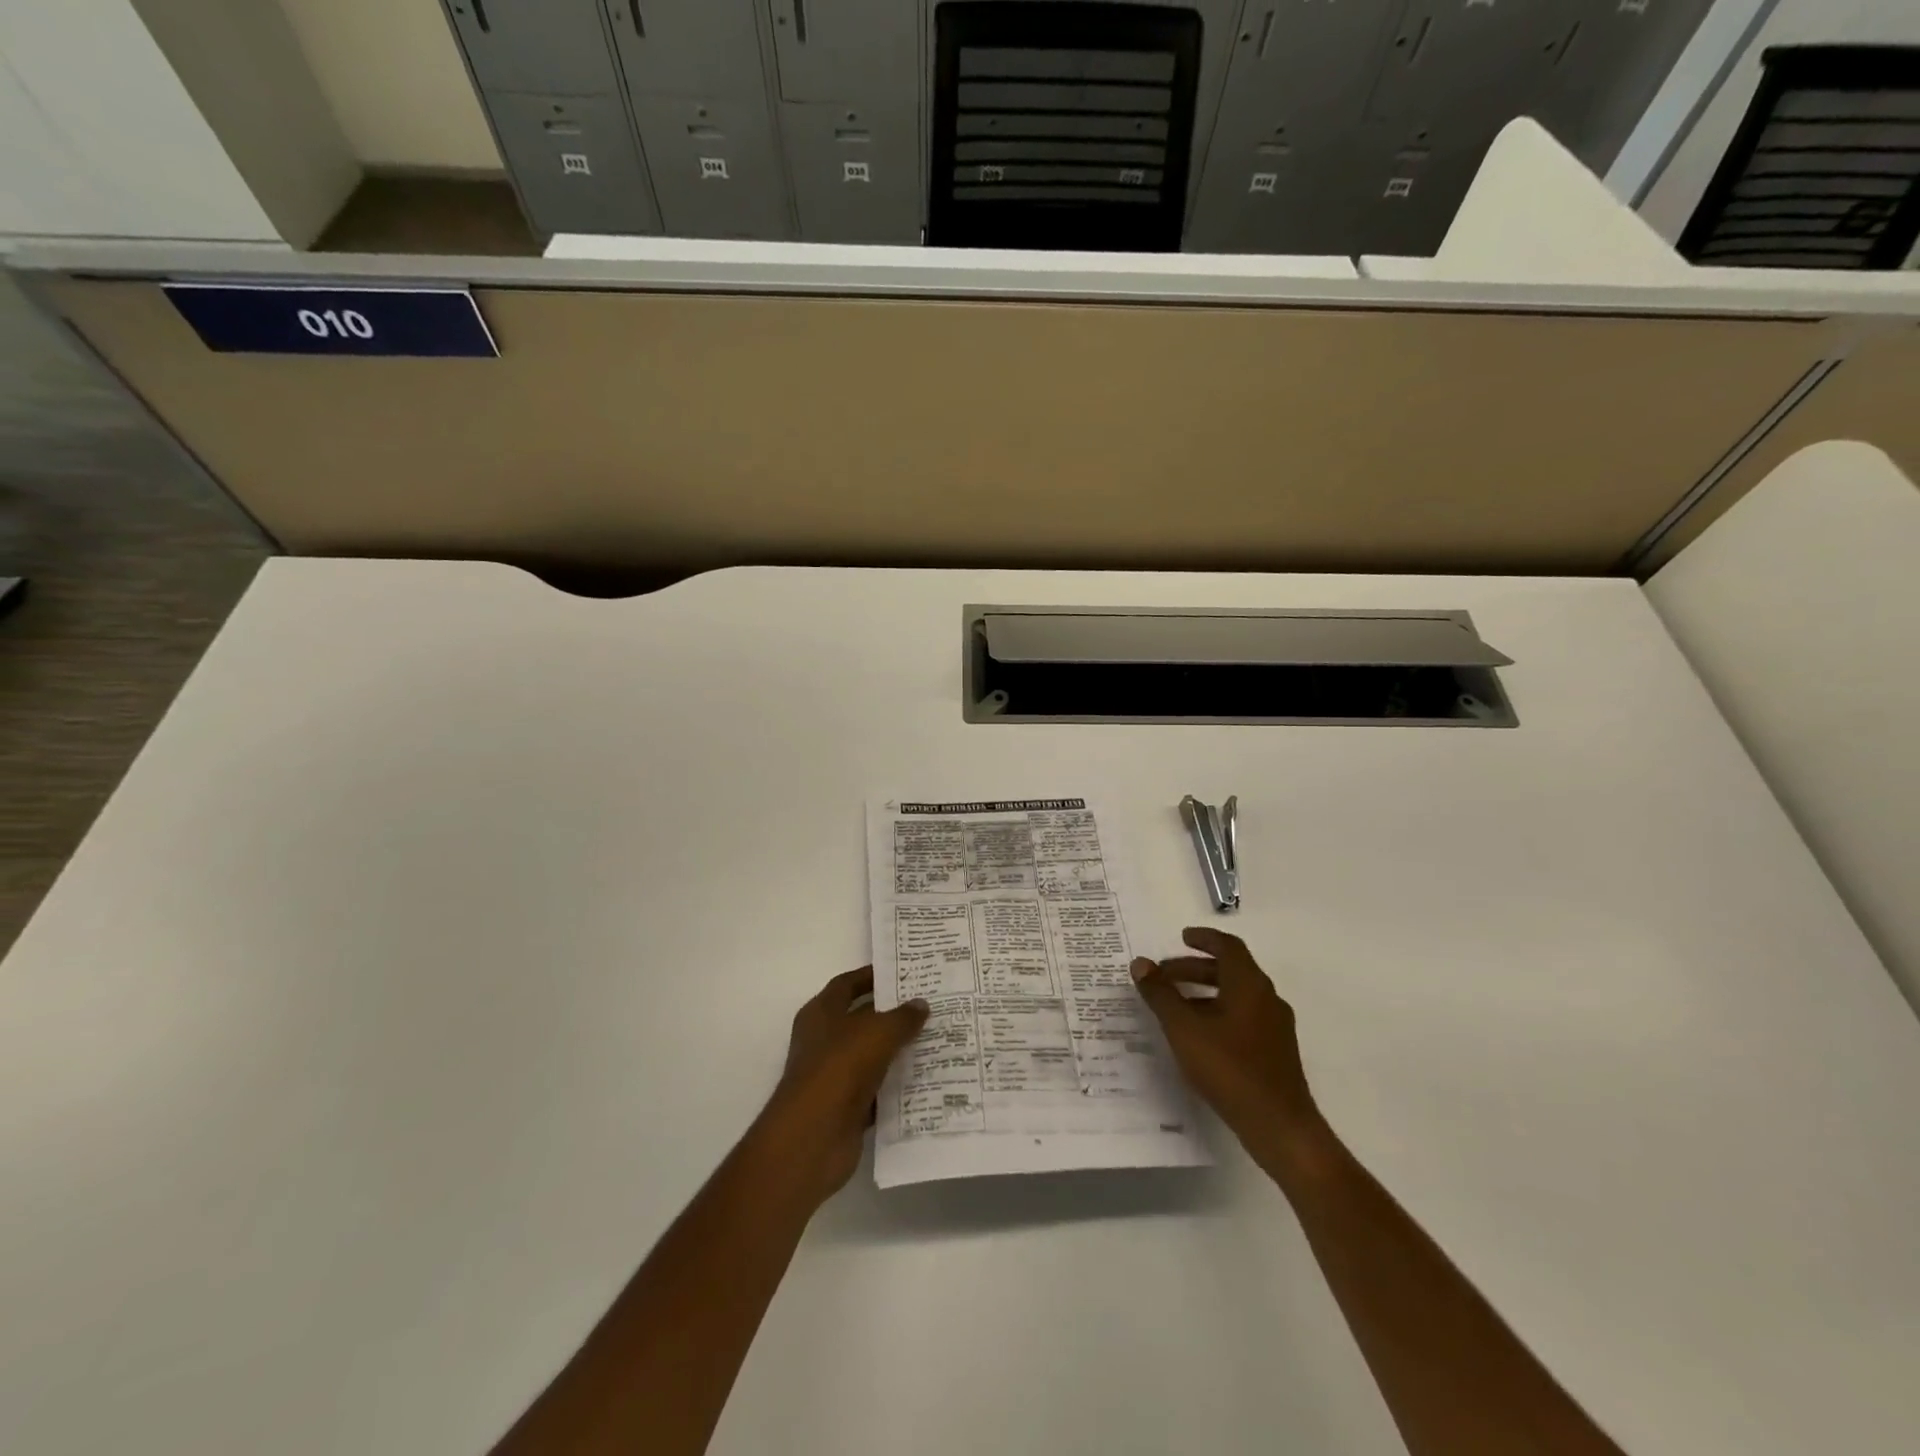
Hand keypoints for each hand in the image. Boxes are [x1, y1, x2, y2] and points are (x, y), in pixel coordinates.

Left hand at [752, 968, 927, 1206]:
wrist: (813, 1137)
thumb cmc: (840, 1068)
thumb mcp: (877, 1032)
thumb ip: (902, 1017)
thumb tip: (921, 1004)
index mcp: (821, 1014)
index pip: (847, 985)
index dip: (871, 977)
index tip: (902, 973)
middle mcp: (824, 1041)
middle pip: (861, 1020)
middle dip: (892, 1014)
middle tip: (928, 1005)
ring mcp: (834, 1076)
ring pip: (872, 1056)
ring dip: (898, 1051)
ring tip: (936, 1039)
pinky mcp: (846, 1108)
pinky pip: (878, 1091)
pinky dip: (897, 1087)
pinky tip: (927, 1079)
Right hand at [1131, 928, 1321, 1159]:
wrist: (1279, 1126)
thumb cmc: (1229, 1068)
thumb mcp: (1184, 1028)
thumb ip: (1161, 994)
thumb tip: (1140, 964)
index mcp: (1249, 984)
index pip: (1228, 946)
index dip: (1204, 938)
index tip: (1181, 937)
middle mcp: (1266, 998)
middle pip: (1230, 970)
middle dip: (1194, 968)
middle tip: (1163, 975)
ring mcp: (1274, 1026)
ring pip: (1235, 995)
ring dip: (1204, 992)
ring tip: (1174, 1006)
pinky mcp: (1275, 1051)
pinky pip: (1242, 1017)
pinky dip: (1217, 1012)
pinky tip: (1197, 1035)